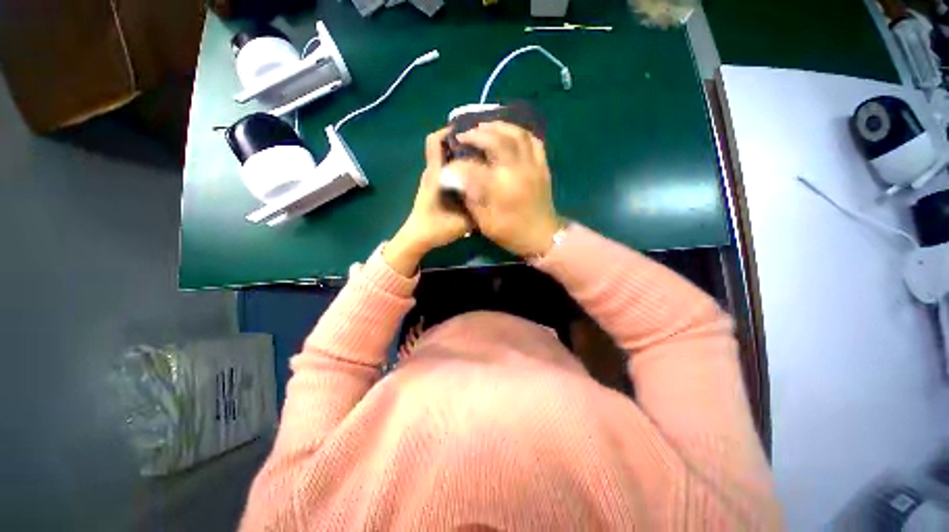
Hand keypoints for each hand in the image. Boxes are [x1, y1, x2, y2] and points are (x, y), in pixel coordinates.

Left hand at [384, 128, 471, 275]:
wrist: (417, 239)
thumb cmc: (435, 228)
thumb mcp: (462, 222)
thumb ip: (478, 210)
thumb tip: (494, 197)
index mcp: (436, 175)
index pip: (434, 142)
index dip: (448, 130)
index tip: (470, 131)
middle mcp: (432, 173)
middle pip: (443, 148)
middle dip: (462, 143)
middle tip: (484, 147)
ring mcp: (431, 180)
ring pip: (446, 160)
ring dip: (460, 157)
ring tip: (482, 161)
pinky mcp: (433, 188)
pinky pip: (446, 171)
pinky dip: (458, 169)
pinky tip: (472, 177)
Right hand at [452, 121, 560, 256]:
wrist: (542, 237)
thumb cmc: (511, 233)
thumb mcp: (485, 222)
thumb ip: (470, 198)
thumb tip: (456, 178)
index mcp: (501, 188)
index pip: (473, 168)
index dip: (457, 165)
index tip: (448, 165)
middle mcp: (517, 172)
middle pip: (497, 141)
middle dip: (477, 134)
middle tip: (464, 136)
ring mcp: (533, 166)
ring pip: (517, 135)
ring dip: (498, 127)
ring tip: (484, 127)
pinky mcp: (542, 167)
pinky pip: (534, 141)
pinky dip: (520, 133)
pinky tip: (509, 134)